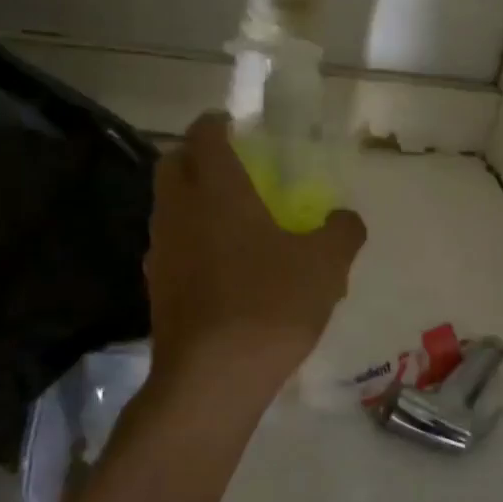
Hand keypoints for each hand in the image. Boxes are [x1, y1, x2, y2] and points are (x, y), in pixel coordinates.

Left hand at [144, 114, 366, 399]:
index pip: (204, 135)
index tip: (235, 124)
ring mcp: (161, 251)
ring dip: (192, 201)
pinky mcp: (156, 288)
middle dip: (197, 156)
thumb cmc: (270, 304)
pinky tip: (221, 268)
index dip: (218, 123)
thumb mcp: (326, 265)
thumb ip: (342, 232)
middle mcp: (179, 211)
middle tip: (231, 168)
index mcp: (217, 190)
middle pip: (173, 165)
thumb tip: (346, 218)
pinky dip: (191, 241)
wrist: (213, 378)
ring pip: (169, 208)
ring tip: (230, 219)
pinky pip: (172, 247)